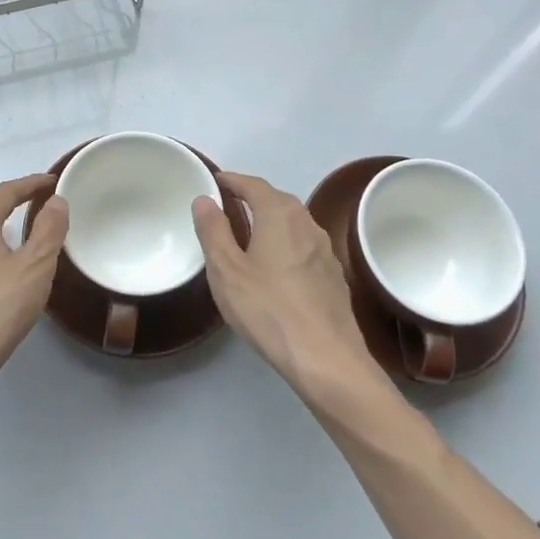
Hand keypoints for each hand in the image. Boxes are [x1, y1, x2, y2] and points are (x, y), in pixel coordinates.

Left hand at [0, 174, 69, 395]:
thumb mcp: (35, 267)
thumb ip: (49, 230)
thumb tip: (55, 200)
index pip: (5, 193)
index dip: (31, 184)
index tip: (52, 181)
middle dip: (13, 207)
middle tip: (41, 210)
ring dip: (0, 236)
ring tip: (24, 244)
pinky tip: (1, 281)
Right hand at [193, 173, 384, 402]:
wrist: (326, 358)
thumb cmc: (268, 309)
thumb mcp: (226, 270)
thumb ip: (213, 230)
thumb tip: (205, 199)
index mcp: (279, 215)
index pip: (254, 184)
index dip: (232, 180)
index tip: (215, 182)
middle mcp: (306, 223)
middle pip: (277, 199)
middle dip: (252, 198)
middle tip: (228, 209)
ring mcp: (325, 249)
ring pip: (293, 223)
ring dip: (271, 221)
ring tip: (249, 236)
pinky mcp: (334, 275)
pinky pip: (304, 246)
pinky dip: (286, 244)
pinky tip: (276, 267)